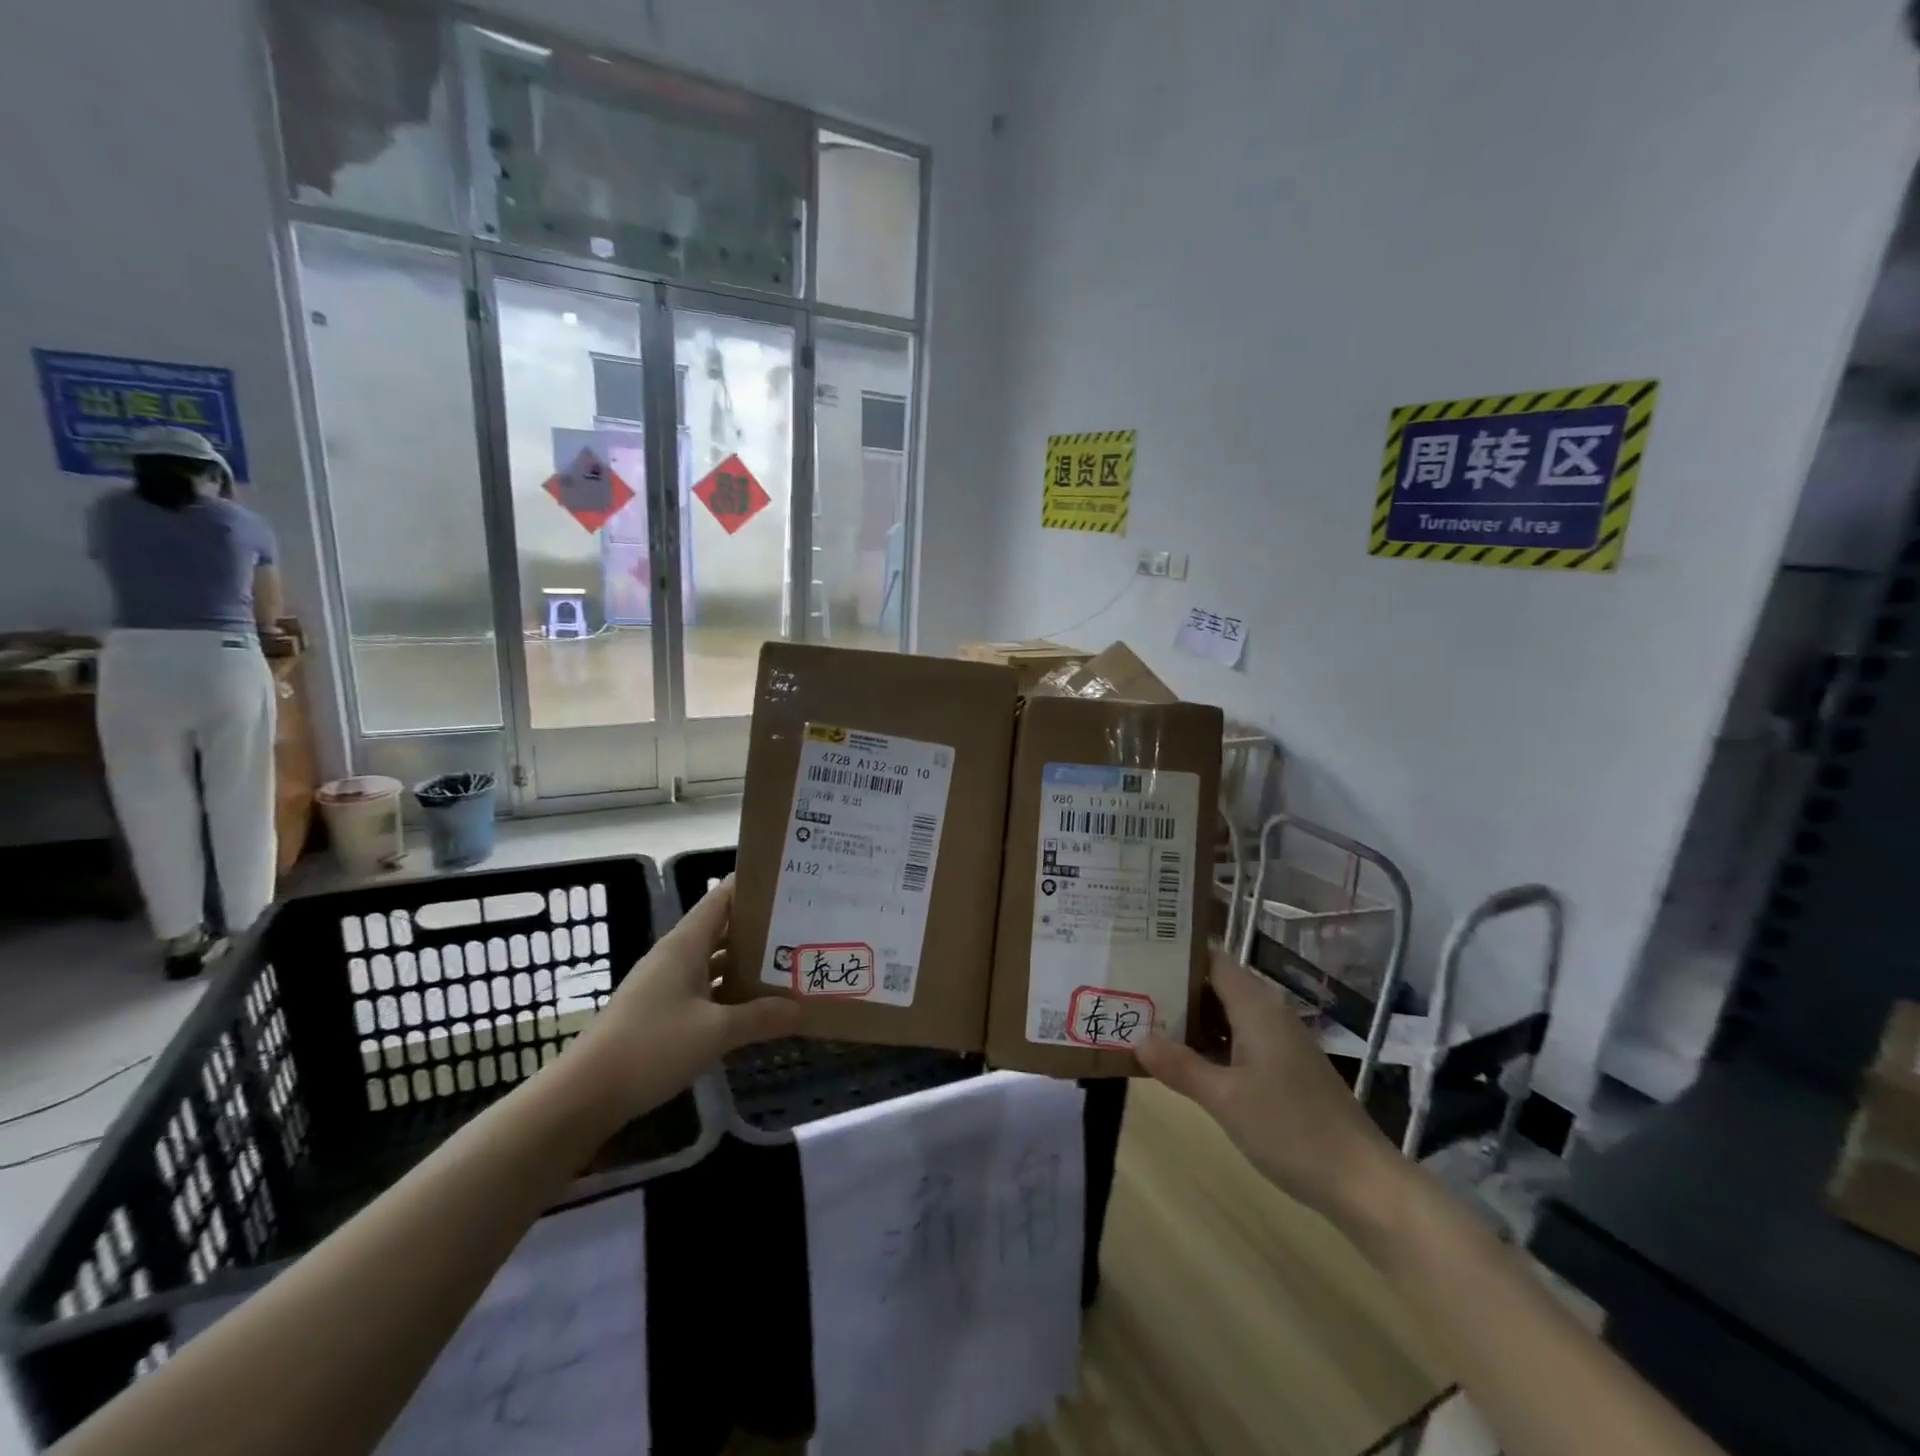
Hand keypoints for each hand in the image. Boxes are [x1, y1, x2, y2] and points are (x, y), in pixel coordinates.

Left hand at [574, 876, 798, 1117]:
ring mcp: (666, 984)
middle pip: (723, 928)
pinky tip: (755, 1006)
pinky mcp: (661, 1011)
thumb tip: (800, 1008)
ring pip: (714, 961)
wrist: (585, 1095)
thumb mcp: (715, 1032)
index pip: (723, 896)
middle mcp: (676, 955)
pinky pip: (704, 989)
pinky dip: (730, 992)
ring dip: (747, 963)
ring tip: (789, 964)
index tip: (791, 882)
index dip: (754, 884)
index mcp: (685, 943)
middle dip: (760, 927)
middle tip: (804, 927)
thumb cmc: (651, 1047)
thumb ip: (760, 1017)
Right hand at [1137, 947, 1410, 1228]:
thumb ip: (1180, 1066)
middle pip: (1215, 983)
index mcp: (1256, 1007)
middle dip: (1174, 983)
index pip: (1211, 958)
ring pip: (1225, 1012)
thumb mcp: (1225, 1099)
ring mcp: (1277, 1041)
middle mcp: (1268, 1013)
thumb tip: (1137, 1037)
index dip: (1176, 950)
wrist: (1362, 1182)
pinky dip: (1208, 1040)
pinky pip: (1236, 1037)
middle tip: (1128, 983)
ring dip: (1188, 1015)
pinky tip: (1181, 1056)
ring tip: (1142, 1014)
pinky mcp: (1282, 1066)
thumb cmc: (1291, 1130)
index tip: (1137, 946)